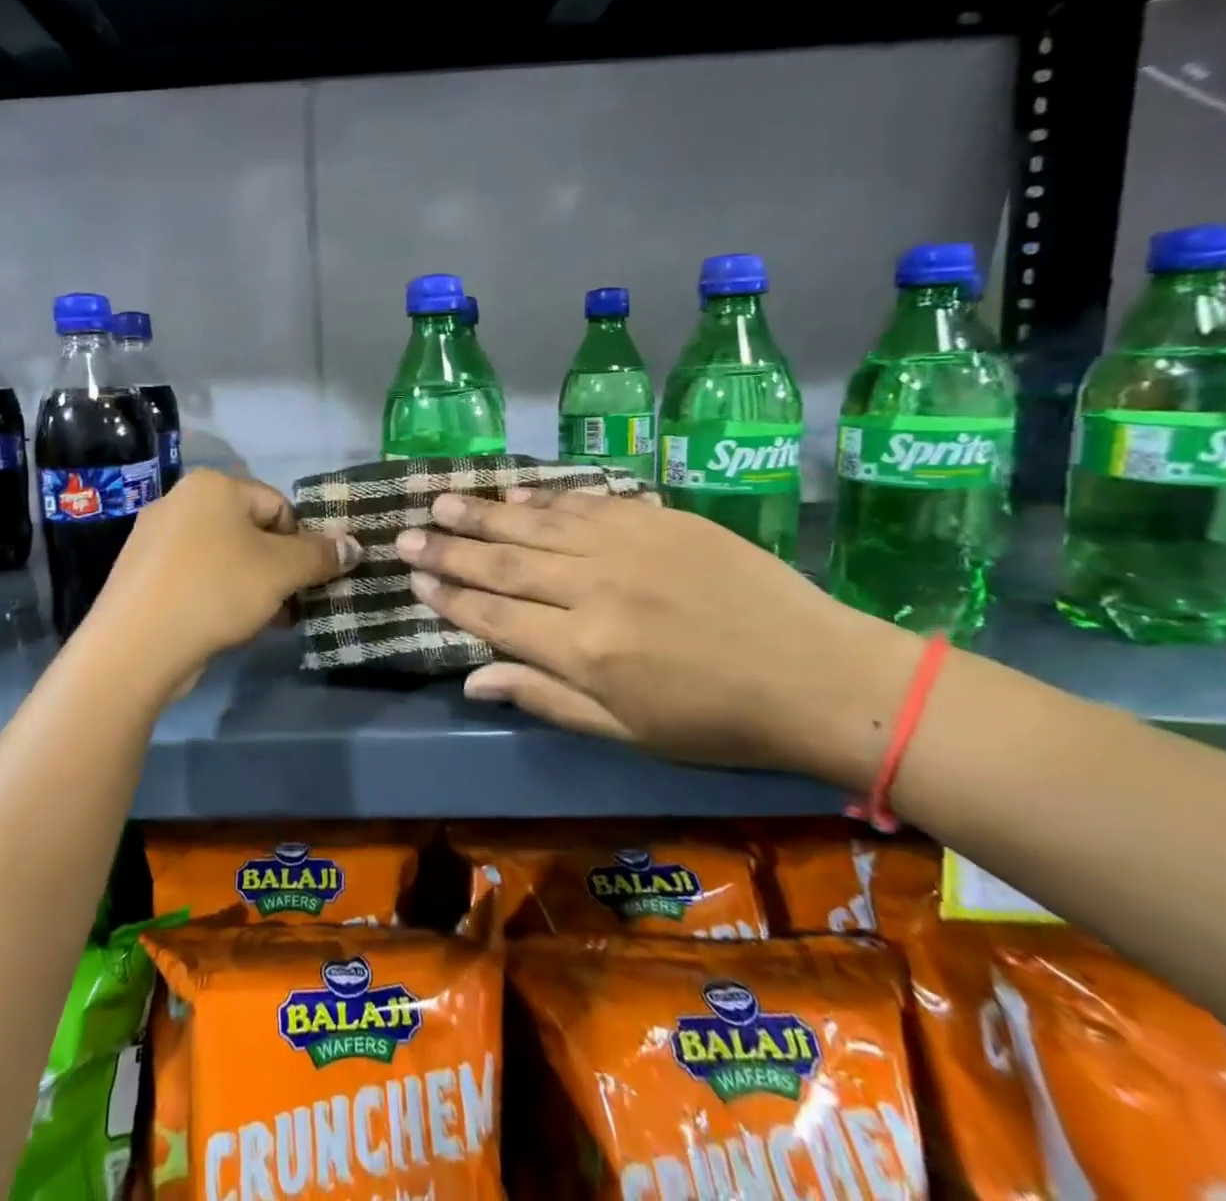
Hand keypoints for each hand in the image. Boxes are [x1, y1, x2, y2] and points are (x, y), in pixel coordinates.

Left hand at [84, 469, 359, 681]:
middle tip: (293, 604)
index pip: (279, 505)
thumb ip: (321, 555)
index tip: (309, 581)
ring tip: (267, 621)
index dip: (302, 543)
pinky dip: (219, 595)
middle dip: (278, 568)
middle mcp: (180, 501)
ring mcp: (155, 538)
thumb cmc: (216, 591)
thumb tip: (354, 545)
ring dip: (254, 585)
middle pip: (251, 531)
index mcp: (213, 486)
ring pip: (224, 557)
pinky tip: (230, 626)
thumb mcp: (281, 571)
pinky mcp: (142, 574)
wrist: (135, 646)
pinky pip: (196, 576)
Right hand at [393, 489, 923, 784]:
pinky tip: (514, 494)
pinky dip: (543, 499)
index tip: (414, 582)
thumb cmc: (717, 721)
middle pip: (503, 566)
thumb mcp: (627, 731)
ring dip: (483, 515)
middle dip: (448, 552)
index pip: (495, 618)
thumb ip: (545, 698)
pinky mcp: (659, 518)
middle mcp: (595, 590)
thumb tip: (473, 679)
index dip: (449, 599)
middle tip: (406, 536)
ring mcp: (627, 546)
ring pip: (535, 526)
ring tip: (441, 502)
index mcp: (586, 650)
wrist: (820, 675)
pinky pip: (585, 503)